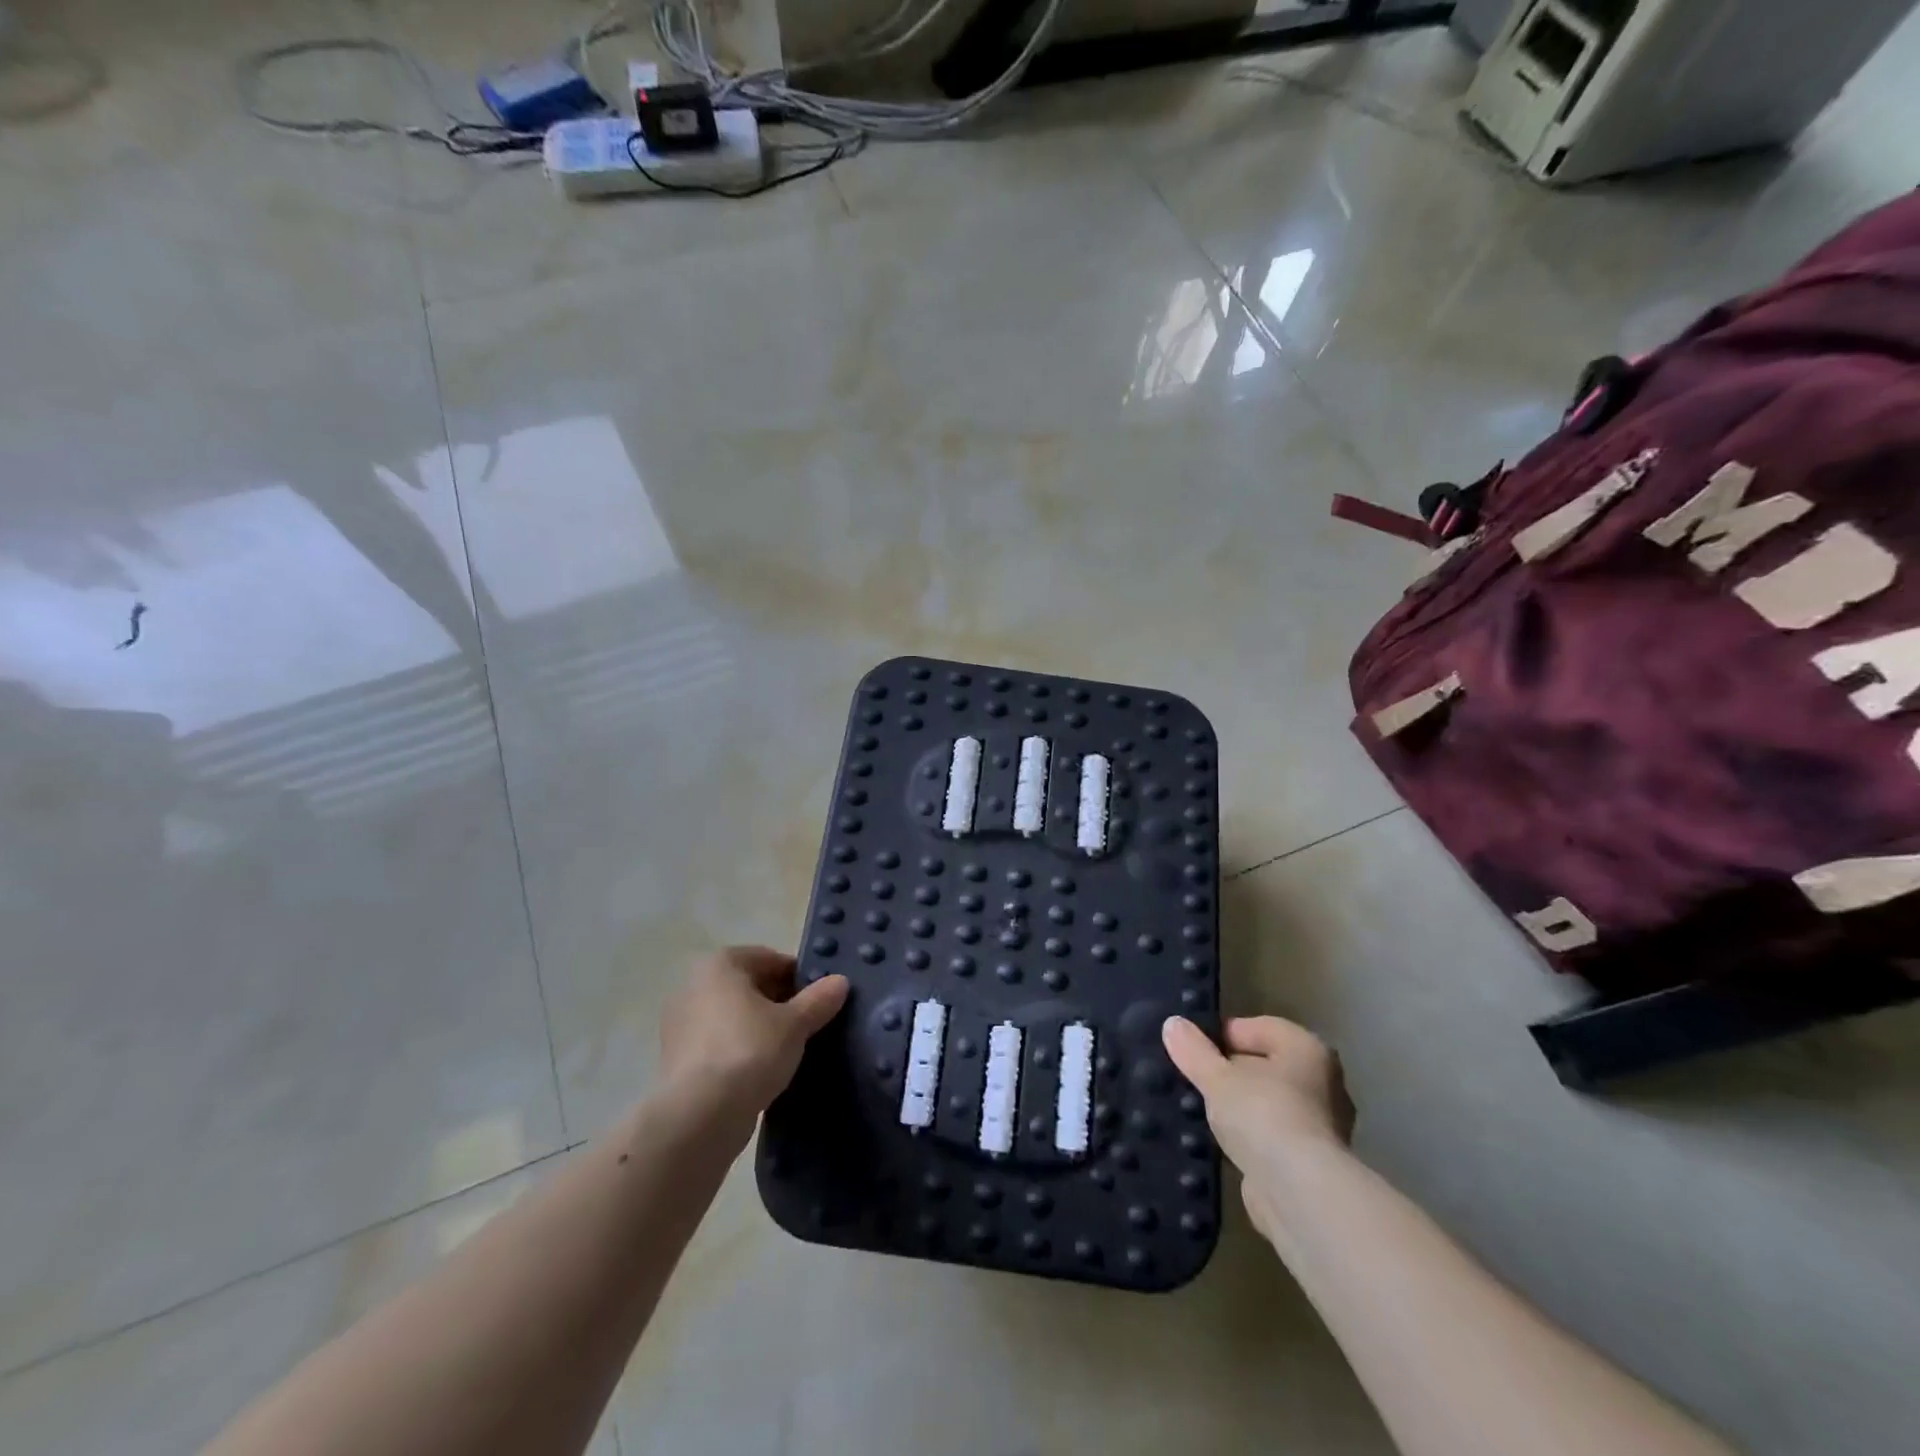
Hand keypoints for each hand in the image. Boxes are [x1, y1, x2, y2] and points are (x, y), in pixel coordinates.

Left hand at [659, 947, 848, 1130]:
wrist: (698, 1117)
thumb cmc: (749, 1051)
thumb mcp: (795, 1024)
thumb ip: (818, 1000)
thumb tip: (840, 982)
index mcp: (720, 964)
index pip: (770, 959)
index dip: (798, 977)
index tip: (819, 1000)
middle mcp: (694, 985)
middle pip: (749, 987)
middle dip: (779, 1003)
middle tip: (808, 1026)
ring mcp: (679, 1024)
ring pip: (733, 1017)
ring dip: (759, 1028)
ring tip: (789, 1052)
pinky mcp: (676, 1060)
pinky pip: (718, 1044)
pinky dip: (740, 1051)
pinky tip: (761, 1073)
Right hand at [1162, 1015, 1355, 1243]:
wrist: (1302, 1194)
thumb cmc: (1263, 1115)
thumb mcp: (1217, 1077)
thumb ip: (1194, 1051)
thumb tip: (1172, 1024)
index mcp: (1307, 1049)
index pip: (1260, 1027)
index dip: (1224, 1034)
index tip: (1194, 1049)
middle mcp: (1323, 1082)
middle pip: (1266, 1065)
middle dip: (1232, 1072)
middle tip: (1196, 1079)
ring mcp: (1321, 1126)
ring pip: (1269, 1103)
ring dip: (1240, 1107)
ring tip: (1203, 1112)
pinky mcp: (1312, 1164)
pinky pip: (1273, 1137)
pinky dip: (1251, 1138)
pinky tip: (1223, 1145)